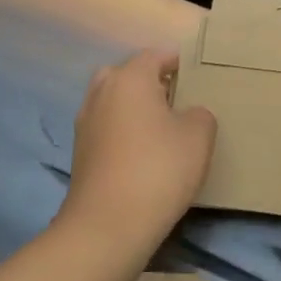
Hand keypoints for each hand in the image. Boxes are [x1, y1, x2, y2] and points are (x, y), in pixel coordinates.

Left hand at [61, 49, 215, 242]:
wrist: (108, 224)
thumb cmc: (159, 169)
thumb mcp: (198, 136)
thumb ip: (199, 114)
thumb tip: (187, 114)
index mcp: (130, 79)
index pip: (155, 55)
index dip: (177, 62)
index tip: (196, 75)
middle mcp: (102, 93)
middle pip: (127, 74)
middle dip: (149, 82)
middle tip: (176, 100)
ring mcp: (85, 123)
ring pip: (113, 101)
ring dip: (133, 107)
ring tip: (161, 128)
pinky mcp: (80, 152)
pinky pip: (106, 127)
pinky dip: (122, 131)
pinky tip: (142, 152)